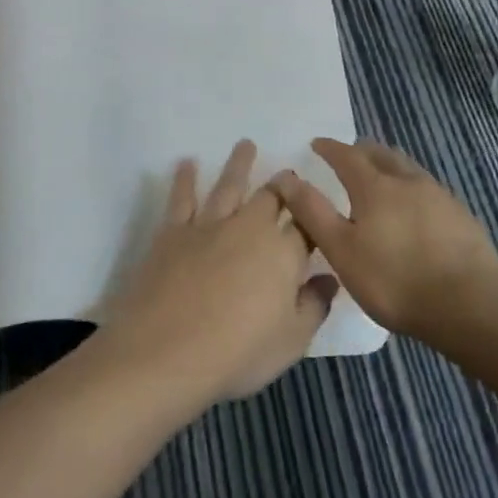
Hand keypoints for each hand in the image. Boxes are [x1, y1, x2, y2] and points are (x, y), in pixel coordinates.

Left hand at [93, 140, 336, 414]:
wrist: (166, 352)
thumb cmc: (237, 353)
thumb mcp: (290, 342)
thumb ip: (314, 307)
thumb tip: (330, 280)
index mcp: (283, 253)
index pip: (306, 227)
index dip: (313, 216)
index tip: (318, 206)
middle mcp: (249, 228)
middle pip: (271, 198)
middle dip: (283, 184)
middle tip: (287, 173)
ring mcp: (209, 225)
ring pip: (229, 185)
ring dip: (239, 164)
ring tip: (245, 144)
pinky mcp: (173, 231)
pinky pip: (182, 198)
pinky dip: (185, 178)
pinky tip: (187, 163)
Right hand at [269, 138, 497, 340]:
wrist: (470, 304)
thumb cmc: (394, 279)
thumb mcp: (341, 250)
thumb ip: (312, 212)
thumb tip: (286, 178)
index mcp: (375, 185)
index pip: (347, 155)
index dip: (330, 148)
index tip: (317, 144)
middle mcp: (407, 180)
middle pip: (382, 154)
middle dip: (362, 151)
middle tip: (349, 156)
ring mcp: (439, 196)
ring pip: (408, 169)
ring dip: (389, 166)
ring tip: (381, 177)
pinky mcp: (461, 216)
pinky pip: (428, 189)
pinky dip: (411, 188)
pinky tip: (414, 208)